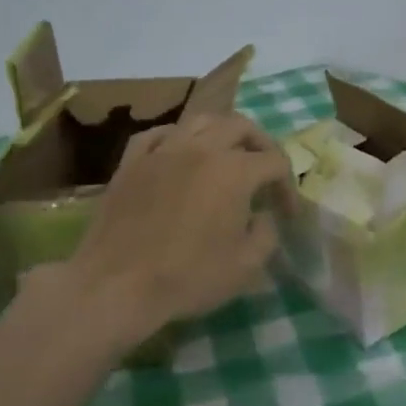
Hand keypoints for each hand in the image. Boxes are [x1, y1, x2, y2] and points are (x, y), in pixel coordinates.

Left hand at [61, 113, 294, 342]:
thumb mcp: (246, 265)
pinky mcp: (131, 162)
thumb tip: (263, 216)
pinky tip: (179, 153)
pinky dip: (176, 138)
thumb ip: (266, 233)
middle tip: (264, 171)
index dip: (288, 186)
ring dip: (221, 133)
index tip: (287, 214)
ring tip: (226, 155)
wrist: (117, 285)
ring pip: (200, 120)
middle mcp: (201, 148)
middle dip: (261, 145)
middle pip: (241, 126)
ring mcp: (162, 150)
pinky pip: (159, 134)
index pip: (275, 162)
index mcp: (234, 170)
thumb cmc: (188, 277)